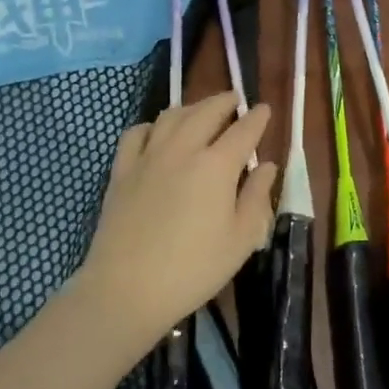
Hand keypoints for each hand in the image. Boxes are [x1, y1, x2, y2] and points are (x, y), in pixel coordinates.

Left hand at [73, 92, 276, 354]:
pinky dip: (152, 125)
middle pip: (206, 112)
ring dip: (191, 107)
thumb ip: (256, 198)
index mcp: (217, 165)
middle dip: (224, 102)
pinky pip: (136, 134)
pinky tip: (157, 132)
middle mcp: (183, 149)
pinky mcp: (121, 171)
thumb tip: (267, 166)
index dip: (257, 118)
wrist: (127, 289)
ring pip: (171, 116)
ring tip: (201, 111)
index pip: (243, 130)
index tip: (265, 109)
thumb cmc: (194, 269)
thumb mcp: (240, 240)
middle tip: (234, 99)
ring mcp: (148, 157)